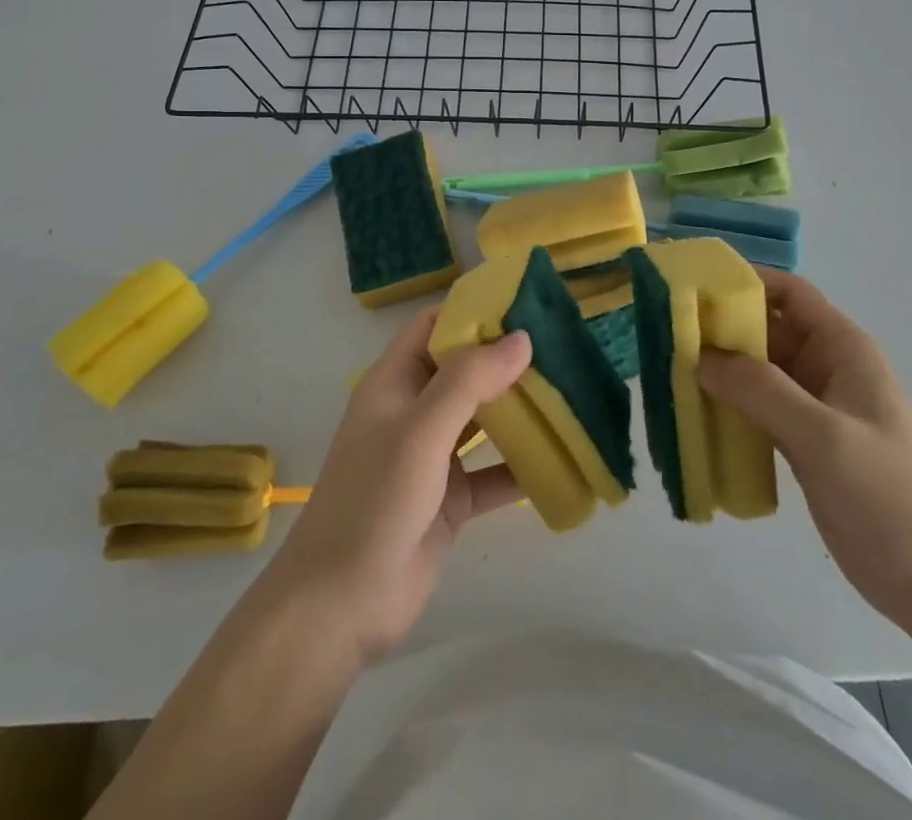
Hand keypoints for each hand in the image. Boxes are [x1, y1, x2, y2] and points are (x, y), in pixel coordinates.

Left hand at [255, 308, 531, 662]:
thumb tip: (521, 337)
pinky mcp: (452, 500)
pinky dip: (524, 467)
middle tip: (561, 346)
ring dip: (519, 409)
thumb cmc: (373, 502)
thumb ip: (468, 381)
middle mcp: (414, 412)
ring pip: (483, 420)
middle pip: (464, 370)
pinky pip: (494, 473)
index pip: (433, 327)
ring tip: (569, 391)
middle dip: (506, 358)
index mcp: (394, 383)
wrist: (341, 606)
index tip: (522, 304)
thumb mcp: (419, 432)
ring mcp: (433, 457)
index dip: (471, 311)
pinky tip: (563, 460)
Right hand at [699, 269, 911, 628]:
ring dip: (718, 369)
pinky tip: (693, 414)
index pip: (788, 293)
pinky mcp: (801, 442)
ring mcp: (812, 406)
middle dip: (719, 327)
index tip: (693, 285)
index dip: (745, 281)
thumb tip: (700, 357)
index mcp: (842, 348)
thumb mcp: (824, 436)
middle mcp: (825, 367)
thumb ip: (762, 391)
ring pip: (755, 370)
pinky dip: (726, 405)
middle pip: (764, 330)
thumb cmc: (889, 495)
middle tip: (665, 331)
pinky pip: (755, 408)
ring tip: (668, 369)